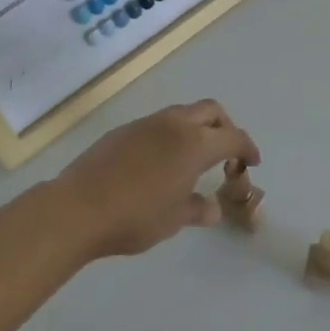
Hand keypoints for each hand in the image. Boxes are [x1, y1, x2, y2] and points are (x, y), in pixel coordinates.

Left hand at [53, 100, 259, 258]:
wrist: (78, 208)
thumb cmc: (135, 217)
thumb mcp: (174, 220)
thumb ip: (197, 209)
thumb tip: (212, 208)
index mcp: (195, 144)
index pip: (233, 137)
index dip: (247, 148)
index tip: (252, 162)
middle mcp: (175, 125)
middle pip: (211, 111)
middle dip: (225, 127)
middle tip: (226, 153)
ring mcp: (147, 124)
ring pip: (183, 113)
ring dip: (197, 128)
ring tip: (193, 159)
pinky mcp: (125, 130)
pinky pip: (159, 124)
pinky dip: (172, 135)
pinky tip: (161, 163)